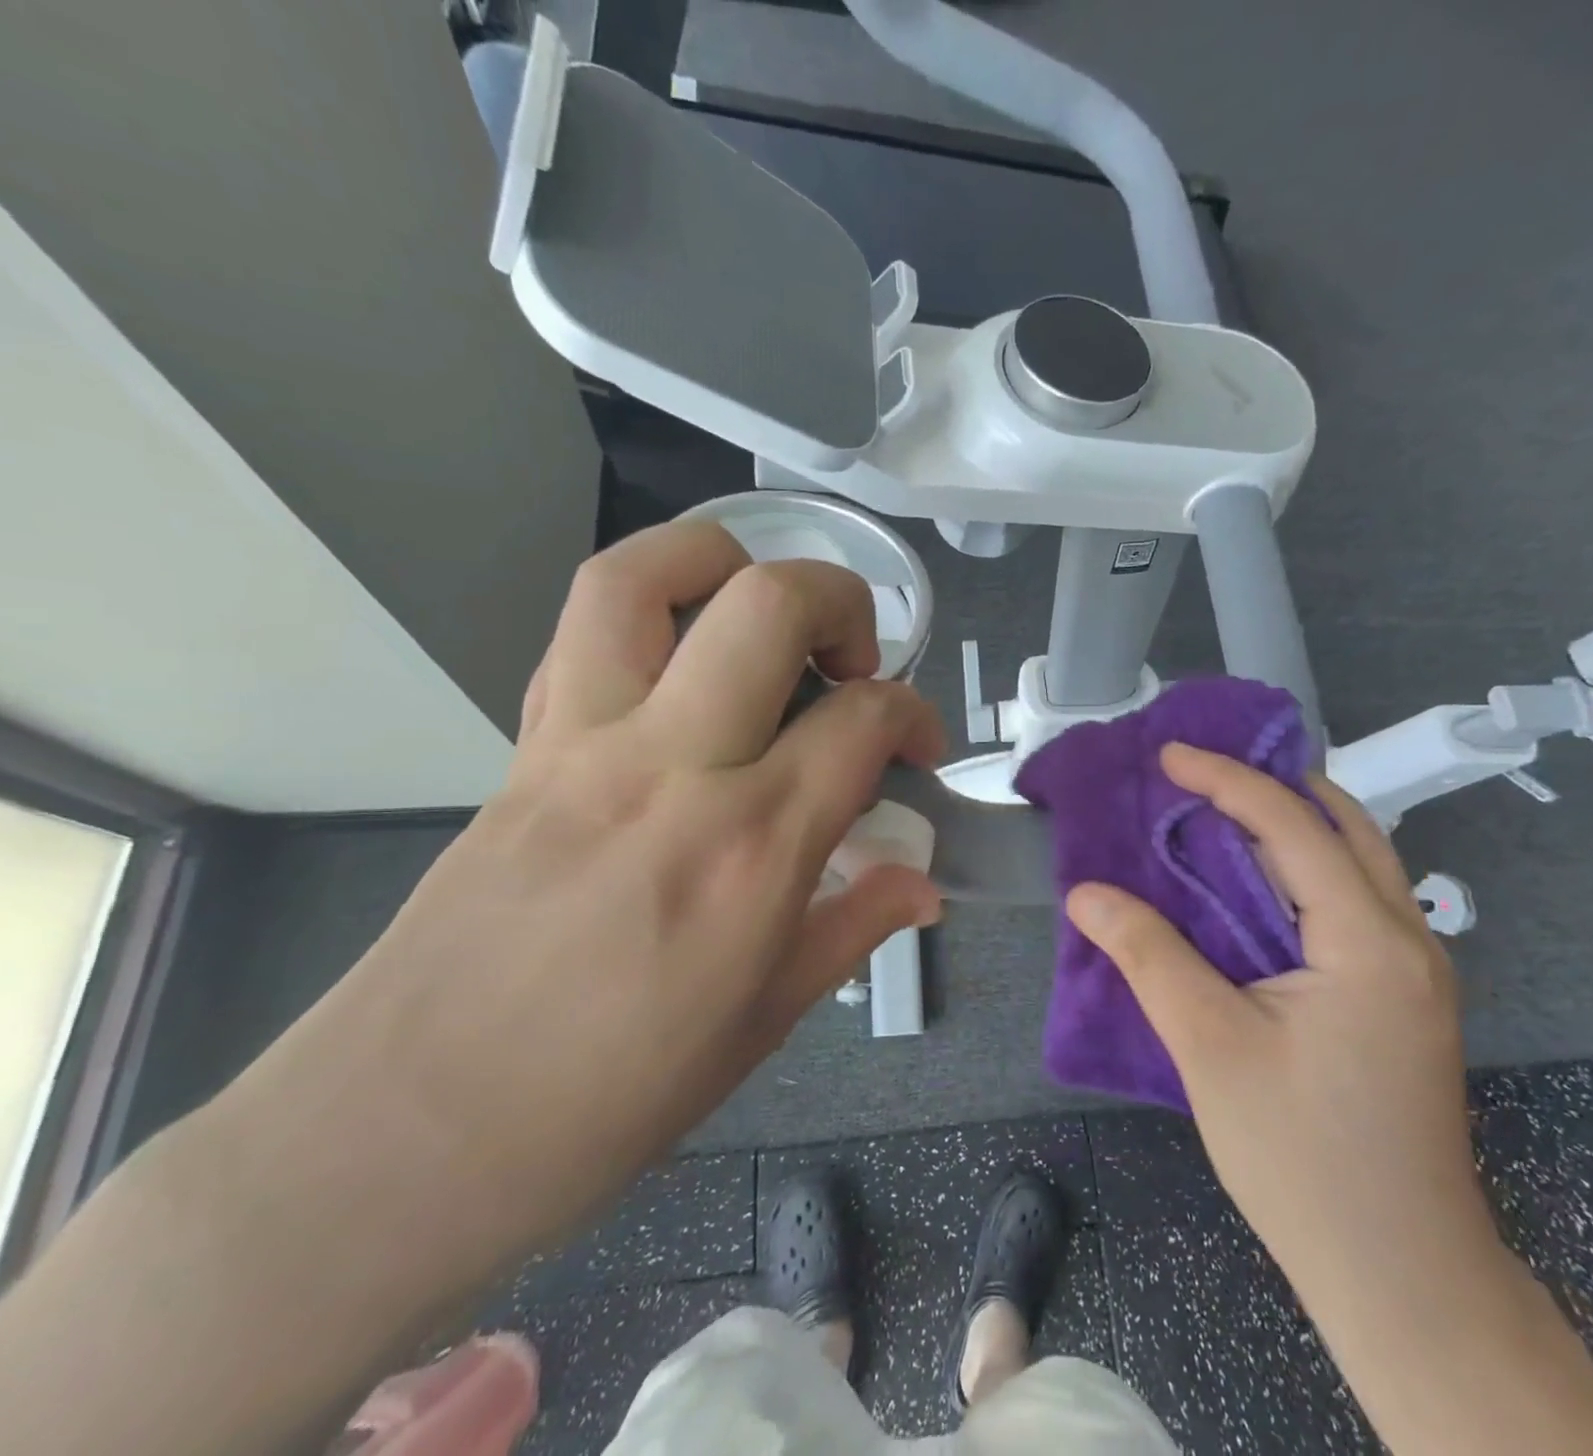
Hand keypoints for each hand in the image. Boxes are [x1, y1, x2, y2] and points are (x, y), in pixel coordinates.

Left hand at [221, 519, 945, 1289]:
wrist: (402, 1138)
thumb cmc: (610, 1098)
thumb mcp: (765, 1021)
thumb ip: (855, 927)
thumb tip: (924, 884)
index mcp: (753, 849)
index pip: (864, 719)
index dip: (916, 715)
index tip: (921, 747)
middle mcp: (674, 768)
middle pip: (771, 605)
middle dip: (842, 603)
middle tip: (855, 661)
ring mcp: (583, 744)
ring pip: (646, 576)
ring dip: (726, 560)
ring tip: (762, 615)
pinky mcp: (522, 748)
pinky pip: (581, 633)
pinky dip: (648, 611)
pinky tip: (681, 666)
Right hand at [1064, 745, 1491, 1291]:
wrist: (1402, 1277)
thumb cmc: (1303, 1158)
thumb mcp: (1210, 1046)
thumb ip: (1148, 955)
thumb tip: (1086, 894)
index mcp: (1369, 941)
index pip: (1295, 827)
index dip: (1227, 781)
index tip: (1170, 755)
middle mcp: (1407, 939)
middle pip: (1345, 827)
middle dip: (1273, 786)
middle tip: (1202, 776)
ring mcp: (1414, 971)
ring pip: (1356, 863)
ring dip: (1291, 826)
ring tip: (1221, 814)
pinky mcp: (1400, 999)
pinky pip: (1353, 902)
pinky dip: (1301, 872)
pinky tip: (1254, 888)